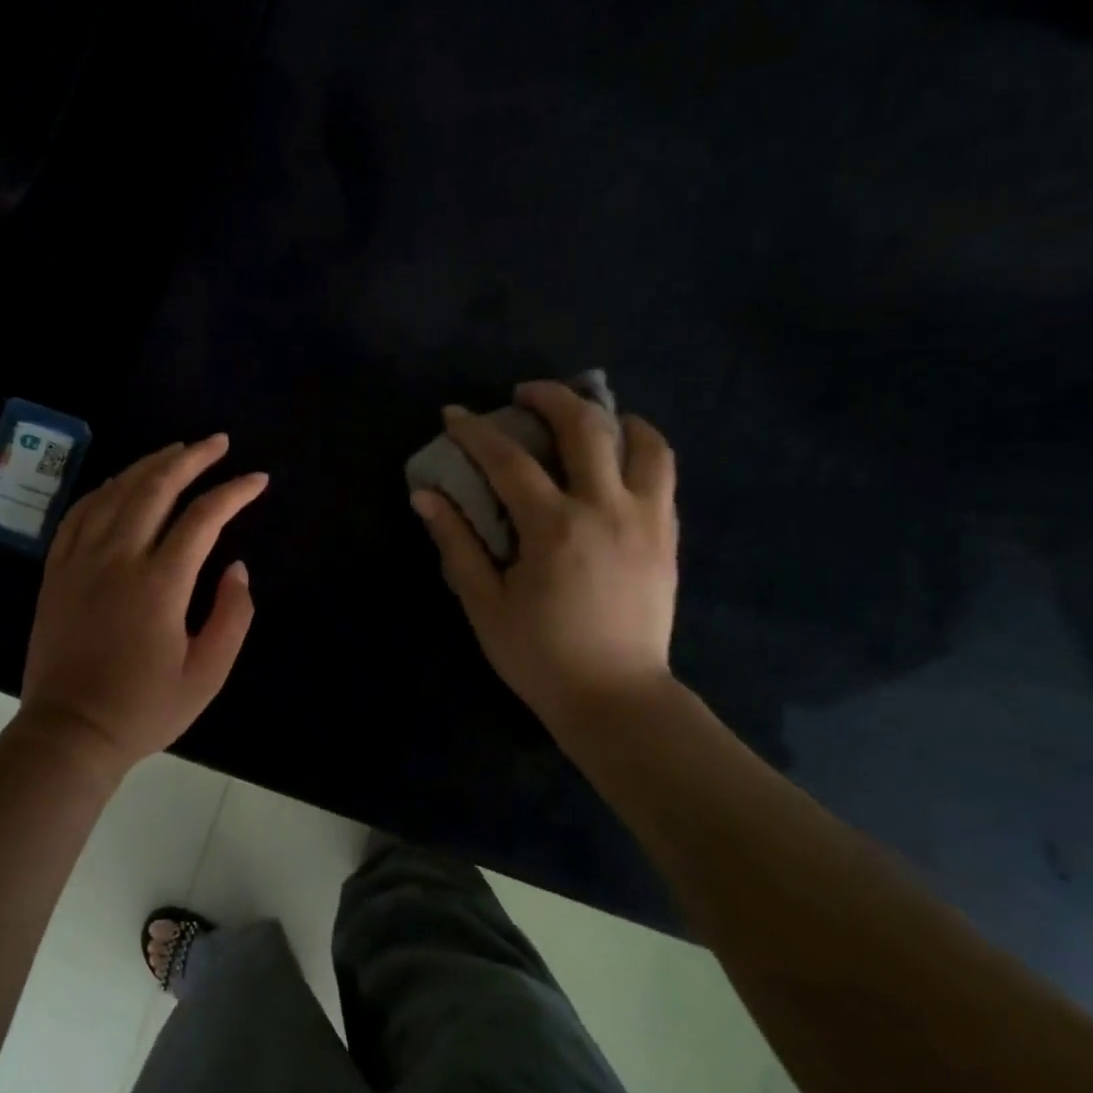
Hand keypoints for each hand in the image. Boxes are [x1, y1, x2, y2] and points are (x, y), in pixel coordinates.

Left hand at [18, 434, 266, 772]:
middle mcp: (117, 558)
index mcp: (159, 584)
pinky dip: (106, 488)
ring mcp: (80, 560)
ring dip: (150, 464)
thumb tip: (236, 568)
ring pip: (116, 491)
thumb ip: (232, 616)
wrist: (70, 732)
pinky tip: (122, 482)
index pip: (203, 518)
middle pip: (156, 487)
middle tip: (218, 443)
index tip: (257, 480)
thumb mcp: (207, 674)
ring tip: (178, 450)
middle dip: (192, 458)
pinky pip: (80, 512)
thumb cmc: (145, 708)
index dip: (234, 492)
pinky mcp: (56, 570)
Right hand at [411, 383, 678, 736]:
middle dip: (551, 398)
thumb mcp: (484, 603)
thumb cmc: (539, 655)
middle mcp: (605, 508)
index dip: (476, 431)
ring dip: (614, 417)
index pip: (508, 460)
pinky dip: (642, 450)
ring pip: (643, 443)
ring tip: (591, 417)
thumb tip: (425, 496)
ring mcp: (646, 519)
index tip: (454, 414)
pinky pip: (663, 474)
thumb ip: (456, 543)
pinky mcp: (667, 537)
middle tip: (525, 394)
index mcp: (553, 527)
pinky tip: (621, 459)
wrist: (616, 698)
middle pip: (585, 428)